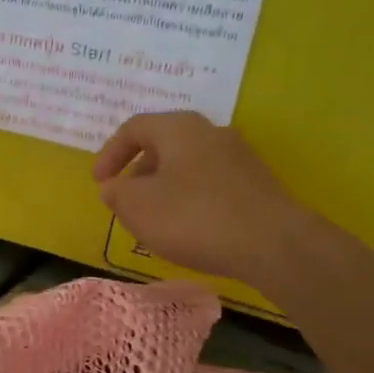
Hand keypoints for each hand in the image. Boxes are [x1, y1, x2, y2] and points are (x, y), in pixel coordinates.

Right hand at [93, 111, 304, 285]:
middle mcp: (210, 132)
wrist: (273, 244)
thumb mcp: (138, 207)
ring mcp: (238, 157)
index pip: (134, 128)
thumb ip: (116, 194)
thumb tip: (113, 187)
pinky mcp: (256, 184)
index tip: (100, 183)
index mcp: (178, 128)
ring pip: (187, 166)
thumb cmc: (194, 218)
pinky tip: (189, 230)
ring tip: (155, 221)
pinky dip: (190, 200)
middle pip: (163, 145)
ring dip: (164, 189)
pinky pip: (210, 184)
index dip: (109, 154)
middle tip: (126, 203)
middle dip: (138, 173)